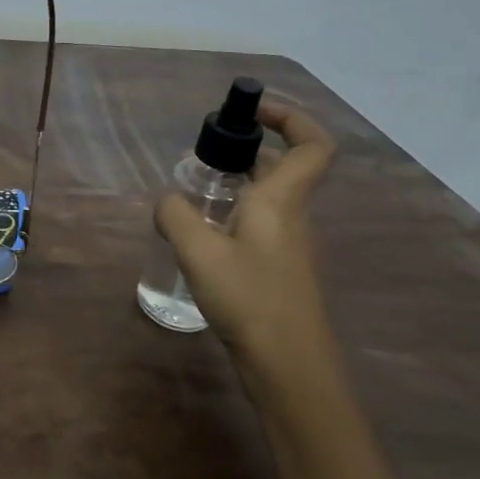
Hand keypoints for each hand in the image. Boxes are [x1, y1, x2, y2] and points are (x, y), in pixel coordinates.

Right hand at [154, 100, 338, 398]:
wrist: (288, 366)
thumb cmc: (249, 298)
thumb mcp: (198, 251)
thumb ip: (175, 215)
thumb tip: (168, 202)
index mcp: (281, 200)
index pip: (311, 144)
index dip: (289, 117)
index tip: (251, 112)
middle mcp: (291, 216)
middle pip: (282, 167)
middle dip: (246, 150)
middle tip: (203, 154)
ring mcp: (287, 246)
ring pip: (267, 198)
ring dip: (235, 185)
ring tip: (192, 194)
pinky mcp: (276, 271)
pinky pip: (256, 226)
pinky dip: (231, 217)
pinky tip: (199, 237)